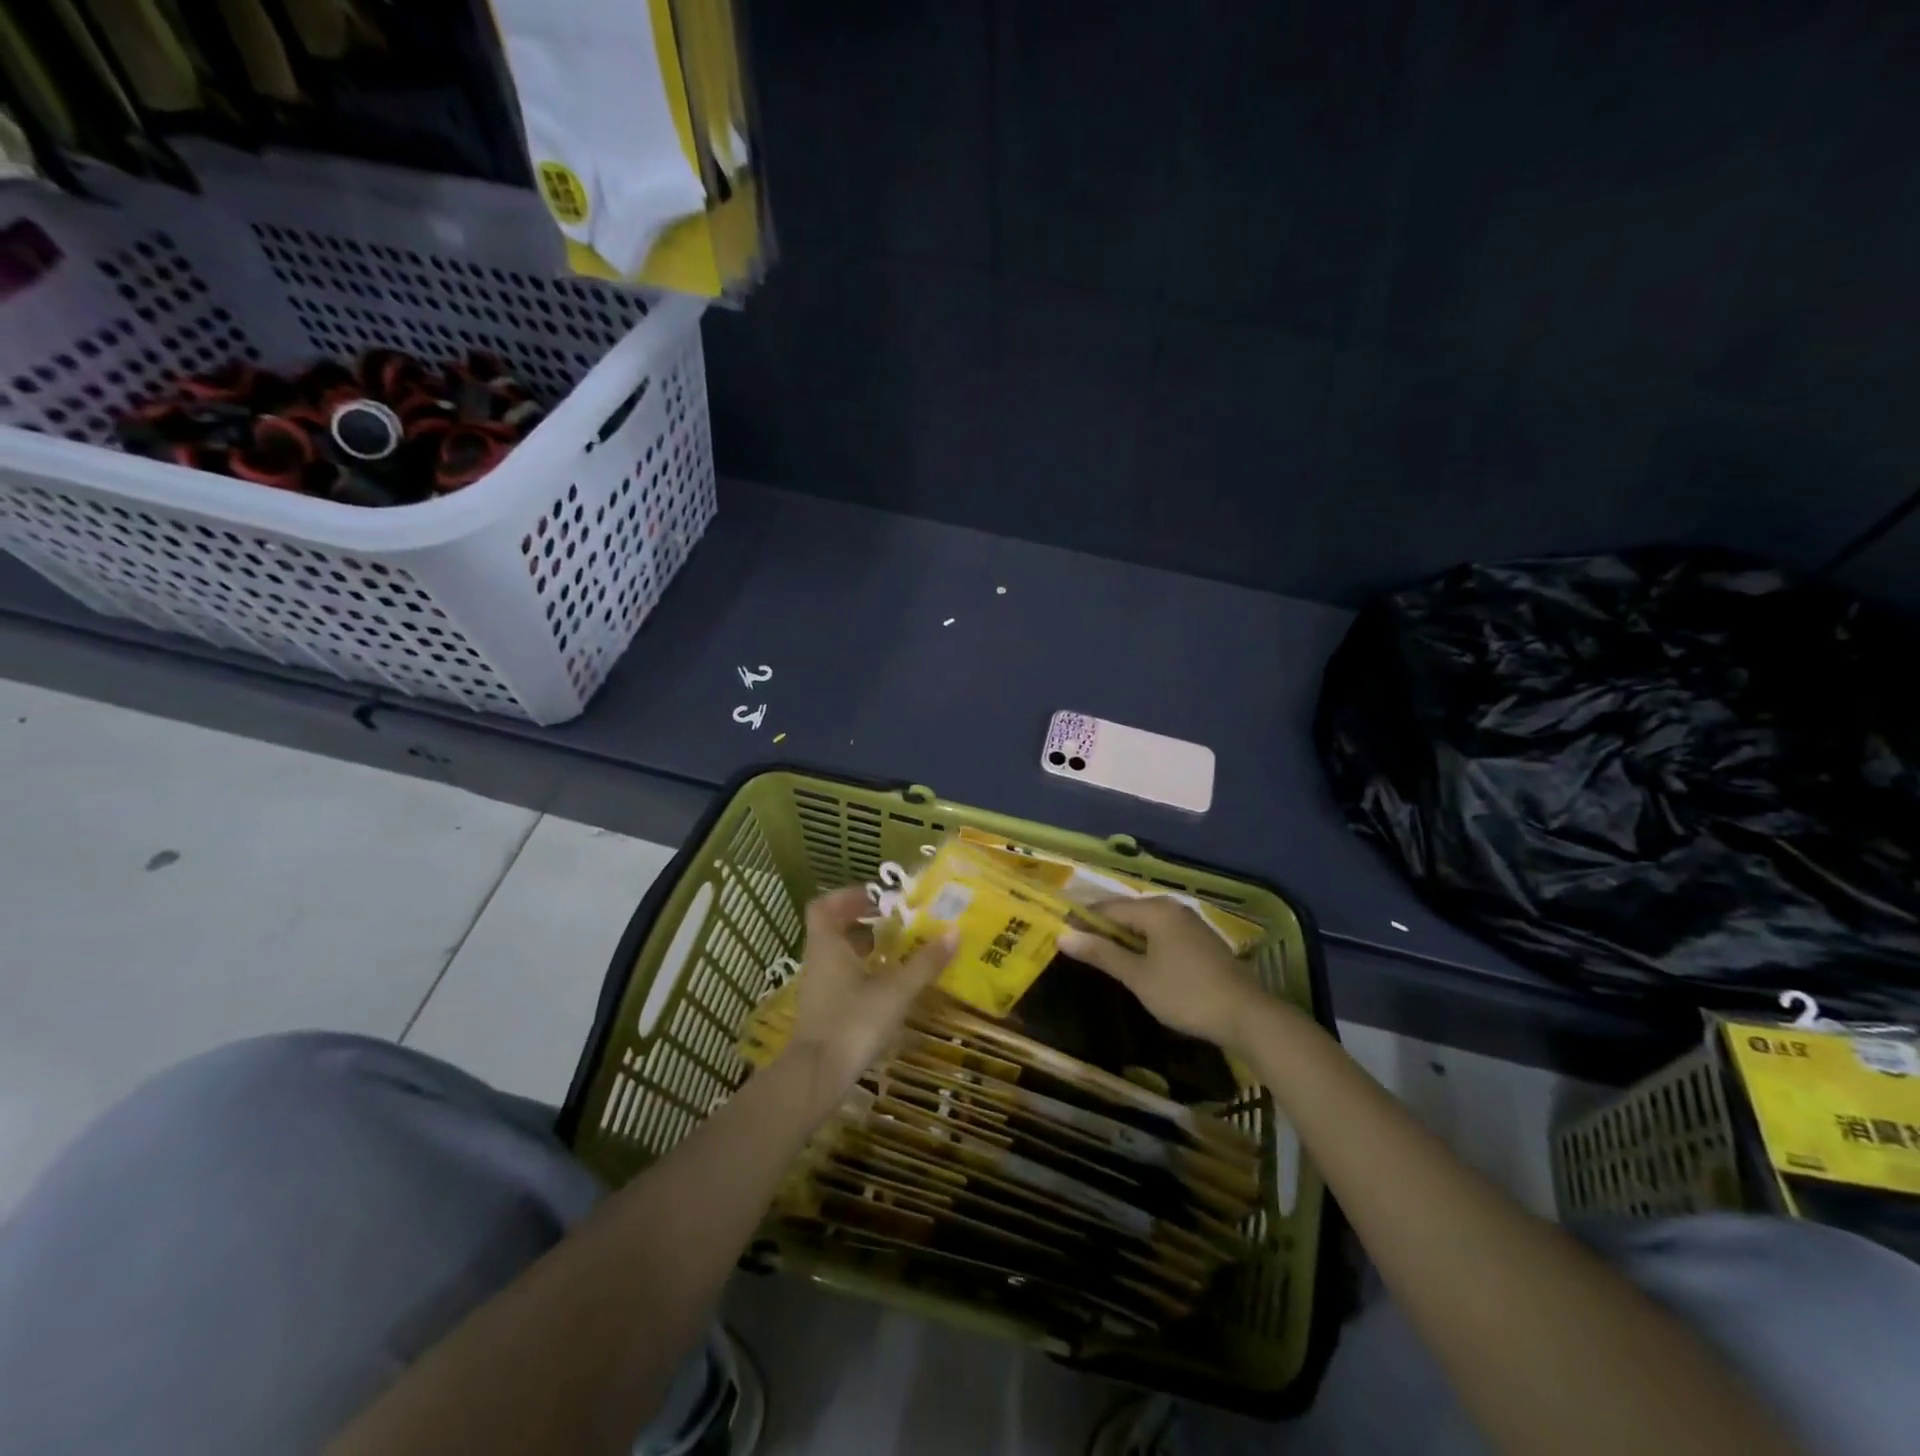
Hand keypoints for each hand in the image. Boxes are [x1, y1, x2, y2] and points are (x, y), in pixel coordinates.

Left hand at [783, 886, 954, 1104]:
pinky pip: (842, 979)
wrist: (817, 1076)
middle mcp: (818, 962)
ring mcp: (818, 989)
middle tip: (896, 923)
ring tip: (899, 952)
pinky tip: (888, 987)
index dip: (848, 896)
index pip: (824, 906)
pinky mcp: (824, 1012)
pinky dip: (863, 974)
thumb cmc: (853, 1022)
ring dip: (866, 949)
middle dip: (864, 923)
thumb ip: (924, 963)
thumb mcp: (895, 991)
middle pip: (834, 930)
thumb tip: (954, 932)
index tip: (877, 898)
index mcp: (827, 946)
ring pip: (839, 956)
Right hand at [1060, 897, 1269, 1049]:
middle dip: (1103, 927)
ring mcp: (1190, 923)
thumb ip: (1102, 954)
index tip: (1061, 933)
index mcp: (1155, 910)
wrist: (1247, 1016)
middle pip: (1127, 912)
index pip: (1108, 908)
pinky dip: (1144, 942)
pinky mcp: (1201, 940)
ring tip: (1103, 955)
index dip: (1083, 920)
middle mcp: (1172, 908)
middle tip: (1078, 946)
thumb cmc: (1185, 994)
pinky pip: (1162, 933)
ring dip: (1124, 937)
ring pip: (1146, 923)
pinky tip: (1137, 961)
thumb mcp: (1138, 977)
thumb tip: (1063, 936)